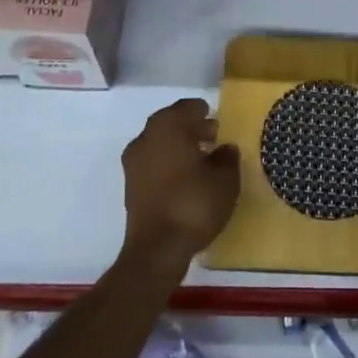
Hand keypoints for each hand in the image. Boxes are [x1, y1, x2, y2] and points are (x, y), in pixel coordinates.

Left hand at [120, 98, 239, 272]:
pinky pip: (153, 163)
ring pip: (160, 143)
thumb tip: (225, 148)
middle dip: (192, 129)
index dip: (204, 113)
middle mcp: (146, 137)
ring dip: (179, 147)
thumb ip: (227, 158)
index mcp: (168, 126)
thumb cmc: (194, 204)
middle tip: (214, 138)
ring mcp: (134, 162)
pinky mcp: (130, 186)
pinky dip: (168, 164)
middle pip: (171, 123)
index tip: (218, 122)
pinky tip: (186, 179)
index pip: (188, 107)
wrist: (157, 250)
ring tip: (202, 160)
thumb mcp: (225, 180)